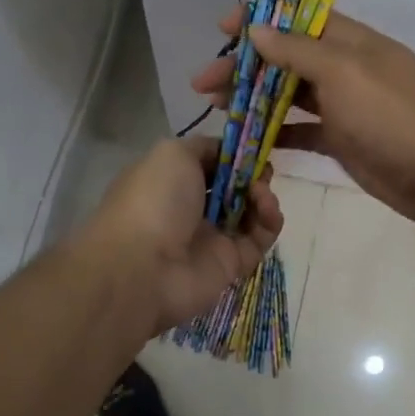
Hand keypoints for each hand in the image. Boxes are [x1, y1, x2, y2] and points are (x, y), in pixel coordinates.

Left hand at [79, 136, 283, 334]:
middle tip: (262, 171)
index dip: (231, 156)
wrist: (144, 268)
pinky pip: (259, 239)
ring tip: (261, 193)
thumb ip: (203, 147)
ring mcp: (211, 238)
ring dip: (262, 197)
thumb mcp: (171, 154)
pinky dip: (269, 222)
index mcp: (170, 182)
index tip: (250, 149)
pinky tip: (268, 211)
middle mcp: (189, 210)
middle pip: (231, 189)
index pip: (208, 165)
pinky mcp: (232, 264)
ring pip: (249, 213)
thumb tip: (225, 152)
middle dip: (250, 176)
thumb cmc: (154, 201)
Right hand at [191, 10, 414, 231]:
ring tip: (217, 105)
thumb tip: (257, 30)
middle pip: (287, 58)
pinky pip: (302, 131)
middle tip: (203, 81)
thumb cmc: (393, 116)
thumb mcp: (345, 73)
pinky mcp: (343, 140)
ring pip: (290, 95)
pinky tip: (248, 138)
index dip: (261, 20)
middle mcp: (345, 69)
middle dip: (246, 66)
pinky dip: (277, 132)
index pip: (299, 19)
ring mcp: (344, 107)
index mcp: (351, 42)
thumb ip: (299, 51)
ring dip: (254, 98)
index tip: (222, 28)